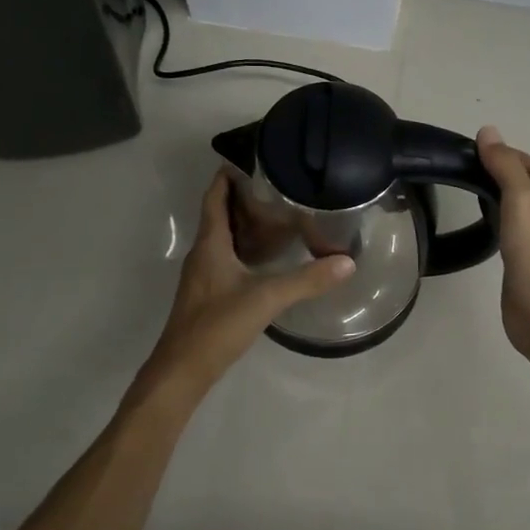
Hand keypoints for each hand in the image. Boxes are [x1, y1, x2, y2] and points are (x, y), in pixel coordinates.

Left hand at [141, 169, 354, 393]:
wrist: (183, 370)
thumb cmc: (217, 325)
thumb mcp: (266, 298)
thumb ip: (307, 280)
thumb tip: (347, 262)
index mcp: (210, 245)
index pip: (214, 198)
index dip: (226, 177)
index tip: (248, 158)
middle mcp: (203, 254)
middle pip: (218, 215)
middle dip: (241, 198)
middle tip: (275, 186)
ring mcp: (203, 276)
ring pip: (222, 238)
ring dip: (243, 224)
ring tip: (276, 215)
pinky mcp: (208, 295)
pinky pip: (226, 258)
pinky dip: (243, 248)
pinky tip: (266, 258)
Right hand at [476, 127, 529, 358]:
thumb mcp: (521, 199)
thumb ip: (505, 166)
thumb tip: (489, 132)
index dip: (511, 154)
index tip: (479, 151)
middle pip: (529, 185)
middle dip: (504, 173)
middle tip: (470, 169)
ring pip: (520, 208)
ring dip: (500, 196)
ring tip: (471, 191)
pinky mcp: (524, 262)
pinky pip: (511, 231)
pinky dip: (497, 220)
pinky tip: (482, 225)